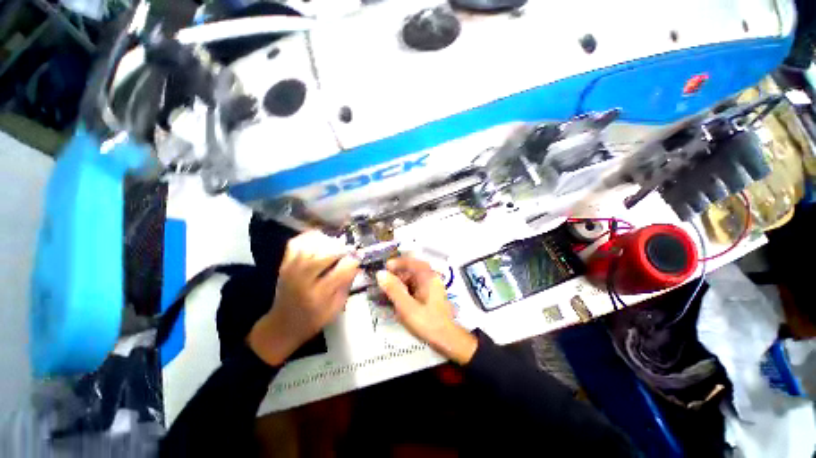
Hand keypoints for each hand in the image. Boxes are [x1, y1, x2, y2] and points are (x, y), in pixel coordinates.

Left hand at [248, 231, 359, 365]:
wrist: (282, 325)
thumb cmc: (313, 320)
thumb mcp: (335, 308)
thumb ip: (346, 285)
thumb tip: (357, 265)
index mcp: (318, 296)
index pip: (340, 272)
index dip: (352, 261)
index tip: (359, 257)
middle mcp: (302, 281)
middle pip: (323, 256)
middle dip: (340, 248)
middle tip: (348, 249)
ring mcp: (290, 270)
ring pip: (309, 247)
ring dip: (326, 242)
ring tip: (336, 244)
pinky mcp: (284, 265)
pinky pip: (295, 244)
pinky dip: (308, 237)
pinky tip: (319, 239)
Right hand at [376, 257, 477, 364]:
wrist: (447, 340)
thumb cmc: (427, 322)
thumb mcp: (407, 307)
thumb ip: (393, 289)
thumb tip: (380, 274)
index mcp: (428, 277)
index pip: (411, 262)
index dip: (397, 263)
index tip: (385, 268)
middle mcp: (431, 278)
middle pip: (412, 270)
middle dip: (397, 275)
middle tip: (384, 283)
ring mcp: (432, 287)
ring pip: (413, 279)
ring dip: (401, 283)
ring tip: (389, 293)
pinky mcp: (431, 296)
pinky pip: (416, 287)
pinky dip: (406, 290)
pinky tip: (399, 300)